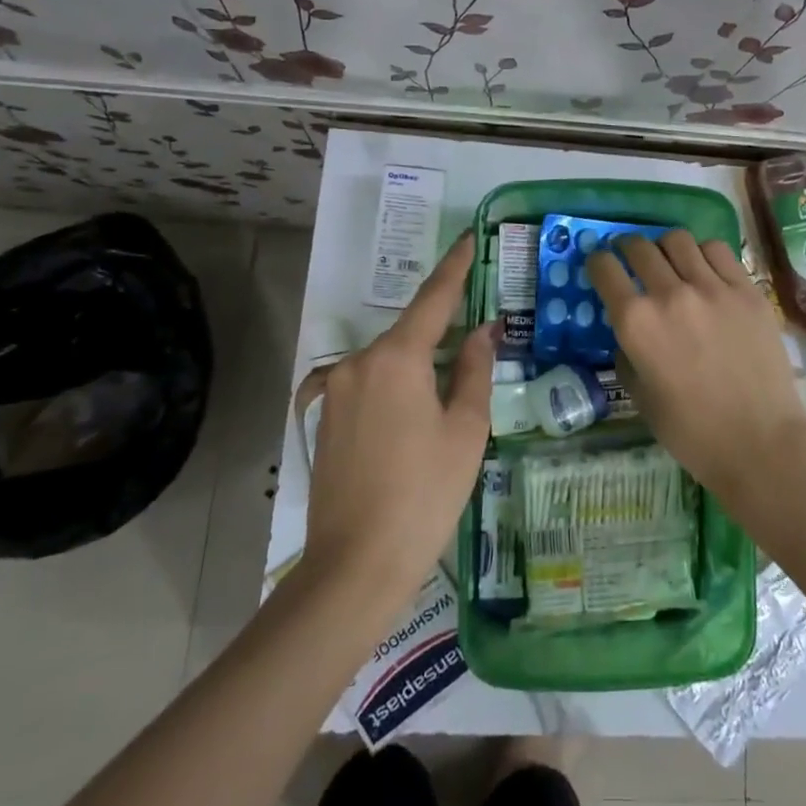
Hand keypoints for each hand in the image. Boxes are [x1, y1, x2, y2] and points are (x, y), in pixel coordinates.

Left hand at [303, 232, 494, 604]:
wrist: (355, 565)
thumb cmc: (425, 494)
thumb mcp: (465, 430)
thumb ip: (474, 370)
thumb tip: (482, 332)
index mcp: (395, 358)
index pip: (433, 299)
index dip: (454, 268)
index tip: (468, 240)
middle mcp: (357, 362)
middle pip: (409, 334)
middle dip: (442, 336)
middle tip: (476, 348)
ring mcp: (334, 390)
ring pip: (388, 362)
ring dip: (418, 369)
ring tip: (446, 403)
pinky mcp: (323, 416)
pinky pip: (368, 386)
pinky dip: (395, 389)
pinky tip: (412, 422)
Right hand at [587, 229, 805, 503]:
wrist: (760, 441)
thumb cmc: (691, 431)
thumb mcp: (640, 397)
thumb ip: (626, 356)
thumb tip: (628, 334)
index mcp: (636, 323)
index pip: (604, 269)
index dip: (597, 263)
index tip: (601, 267)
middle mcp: (669, 294)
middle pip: (639, 247)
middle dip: (627, 249)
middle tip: (630, 259)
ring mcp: (712, 287)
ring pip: (678, 240)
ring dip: (665, 247)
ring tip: (670, 261)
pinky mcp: (747, 289)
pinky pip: (718, 250)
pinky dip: (702, 253)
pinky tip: (705, 270)